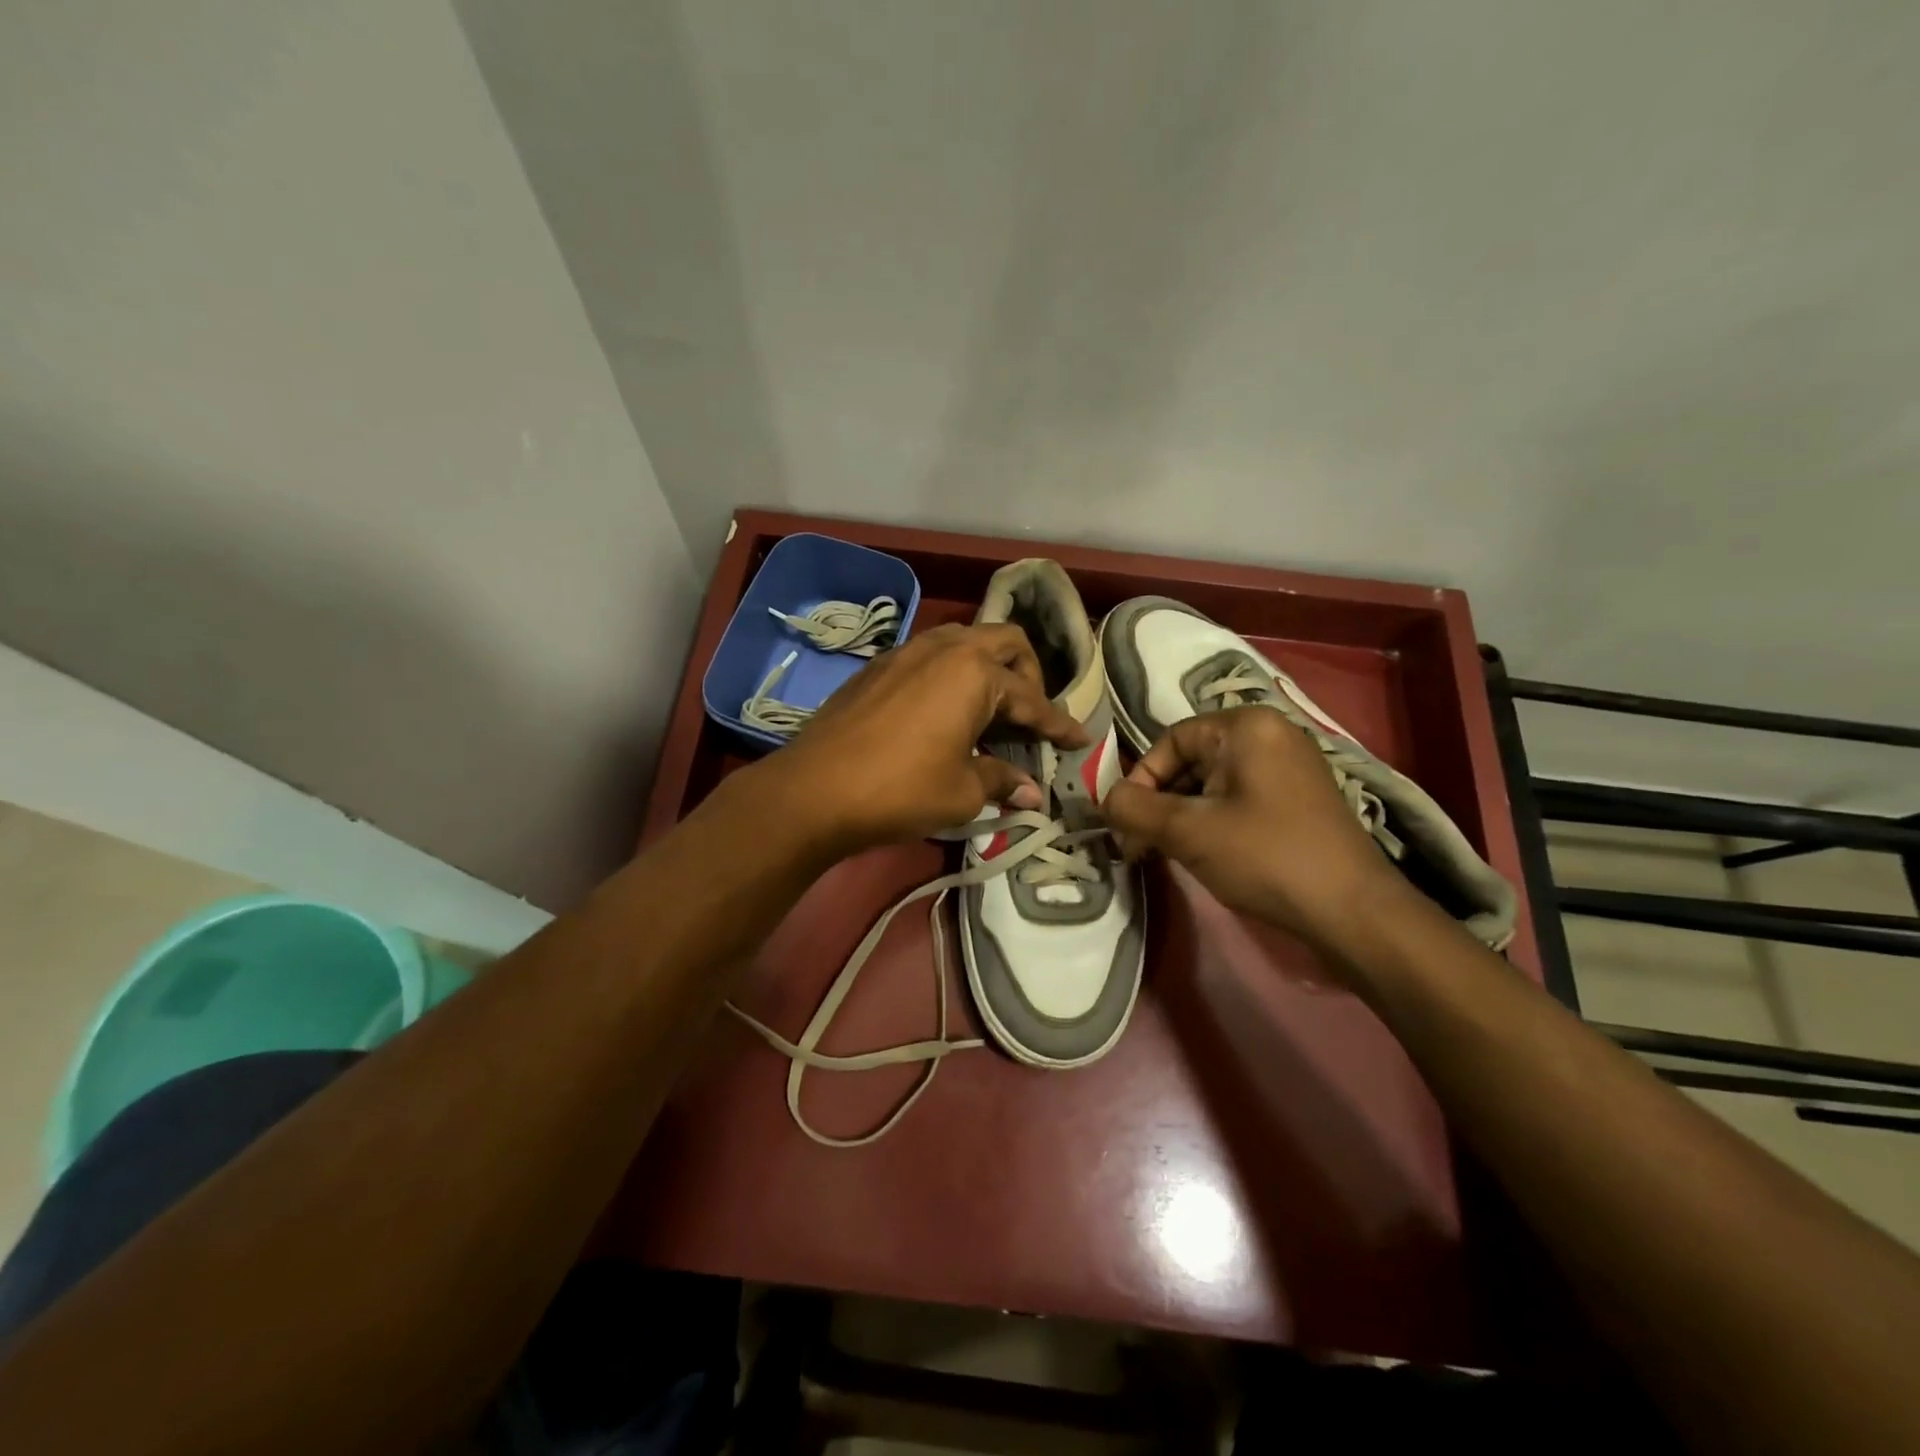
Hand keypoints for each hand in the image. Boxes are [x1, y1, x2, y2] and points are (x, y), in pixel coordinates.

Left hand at [762, 623, 1087, 852]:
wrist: (813, 789)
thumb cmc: (900, 790)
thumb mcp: (961, 791)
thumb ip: (1001, 780)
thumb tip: (1033, 793)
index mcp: (975, 672)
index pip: (1032, 700)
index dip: (1059, 725)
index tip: (1080, 740)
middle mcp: (945, 647)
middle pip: (1006, 642)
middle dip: (1029, 675)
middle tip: (1030, 715)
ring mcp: (907, 651)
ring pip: (965, 640)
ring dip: (988, 667)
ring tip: (991, 707)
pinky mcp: (879, 666)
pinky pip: (932, 655)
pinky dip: (953, 674)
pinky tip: (945, 709)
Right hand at [1102, 706, 1405, 951]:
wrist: (1352, 911)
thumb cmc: (1265, 856)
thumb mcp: (1187, 831)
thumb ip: (1134, 809)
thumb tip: (1105, 799)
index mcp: (1245, 726)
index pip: (1170, 741)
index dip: (1140, 781)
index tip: (1126, 824)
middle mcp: (1270, 734)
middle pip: (1191, 761)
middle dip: (1159, 803)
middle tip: (1140, 846)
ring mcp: (1289, 766)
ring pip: (1213, 783)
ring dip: (1182, 816)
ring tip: (1167, 855)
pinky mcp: (1299, 798)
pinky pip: (1239, 798)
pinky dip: (1212, 821)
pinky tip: (1204, 855)